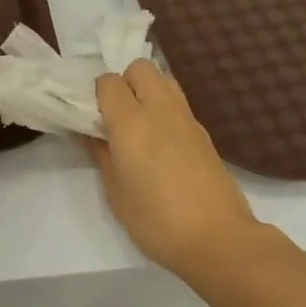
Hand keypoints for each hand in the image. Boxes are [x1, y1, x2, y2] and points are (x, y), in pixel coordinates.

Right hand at [87, 61, 264, 276]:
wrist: (217, 238)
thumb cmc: (156, 220)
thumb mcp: (116, 192)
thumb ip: (100, 154)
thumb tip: (88, 133)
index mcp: (131, 122)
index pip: (108, 82)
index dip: (95, 95)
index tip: (90, 117)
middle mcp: (160, 109)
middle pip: (140, 68)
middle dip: (124, 83)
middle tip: (115, 116)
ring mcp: (187, 118)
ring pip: (163, 79)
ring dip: (147, 91)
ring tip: (138, 126)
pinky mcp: (204, 132)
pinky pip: (178, 102)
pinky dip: (164, 109)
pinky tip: (159, 142)